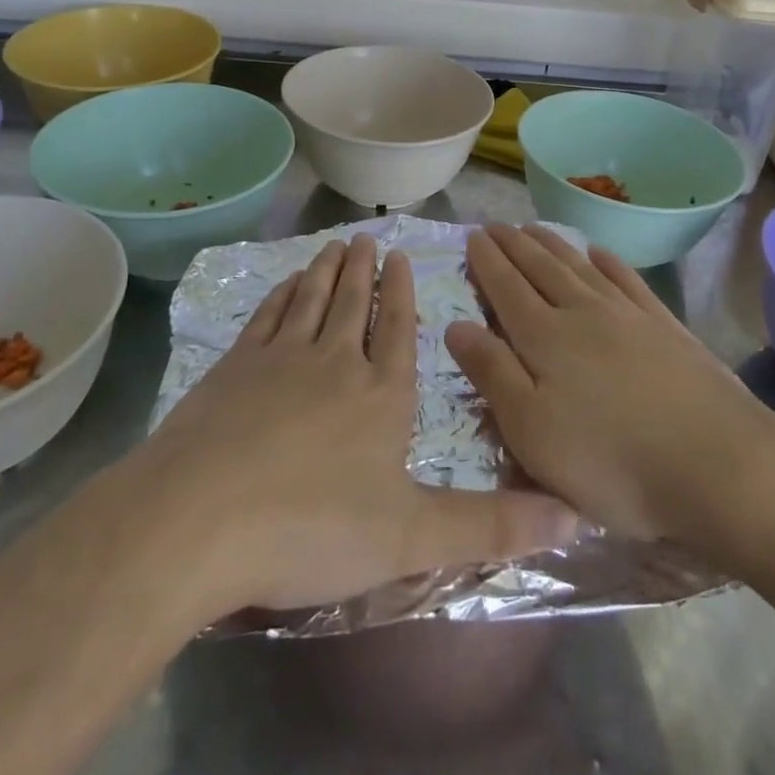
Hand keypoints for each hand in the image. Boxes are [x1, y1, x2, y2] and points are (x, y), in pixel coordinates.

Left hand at [128, 234, 577, 617]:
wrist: (199, 519)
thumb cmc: (312, 528)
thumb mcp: (412, 538)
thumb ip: (491, 526)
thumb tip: (576, 518)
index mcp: (381, 395)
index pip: (398, 330)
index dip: (402, 293)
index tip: (401, 256)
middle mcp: (334, 362)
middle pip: (353, 304)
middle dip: (364, 269)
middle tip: (367, 236)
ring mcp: (280, 358)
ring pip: (311, 300)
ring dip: (325, 270)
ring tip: (335, 245)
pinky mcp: (234, 367)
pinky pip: (267, 315)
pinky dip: (281, 293)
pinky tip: (286, 283)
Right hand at [446, 223, 774, 547]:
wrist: (719, 466)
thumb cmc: (612, 462)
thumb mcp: (532, 432)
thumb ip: (492, 374)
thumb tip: (455, 324)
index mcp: (545, 338)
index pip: (506, 288)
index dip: (487, 262)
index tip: (473, 236)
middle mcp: (583, 313)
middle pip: (541, 269)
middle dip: (515, 245)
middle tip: (496, 225)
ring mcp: (629, 315)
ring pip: (580, 267)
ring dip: (553, 245)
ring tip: (534, 228)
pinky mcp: (666, 327)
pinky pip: (628, 280)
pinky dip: (608, 262)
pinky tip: (600, 252)